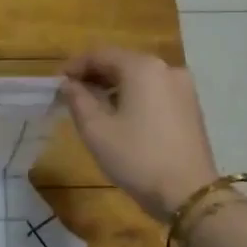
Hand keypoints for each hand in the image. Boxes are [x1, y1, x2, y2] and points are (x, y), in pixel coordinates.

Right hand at [60, 47, 219, 222]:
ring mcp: (183, 87)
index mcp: (142, 68)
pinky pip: (153, 91)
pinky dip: (132, 96)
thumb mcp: (95, 129)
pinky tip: (118, 116)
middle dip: (93, 75)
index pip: (100, 54)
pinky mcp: (190, 106)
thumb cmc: (136, 157)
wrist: (187, 192)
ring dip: (112, 87)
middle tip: (70, 94)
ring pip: (138, 78)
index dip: (74, 66)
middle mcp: (166, 68)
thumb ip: (78, 99)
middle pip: (122, 62)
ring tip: (91, 107)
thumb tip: (68, 84)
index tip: (56, 83)